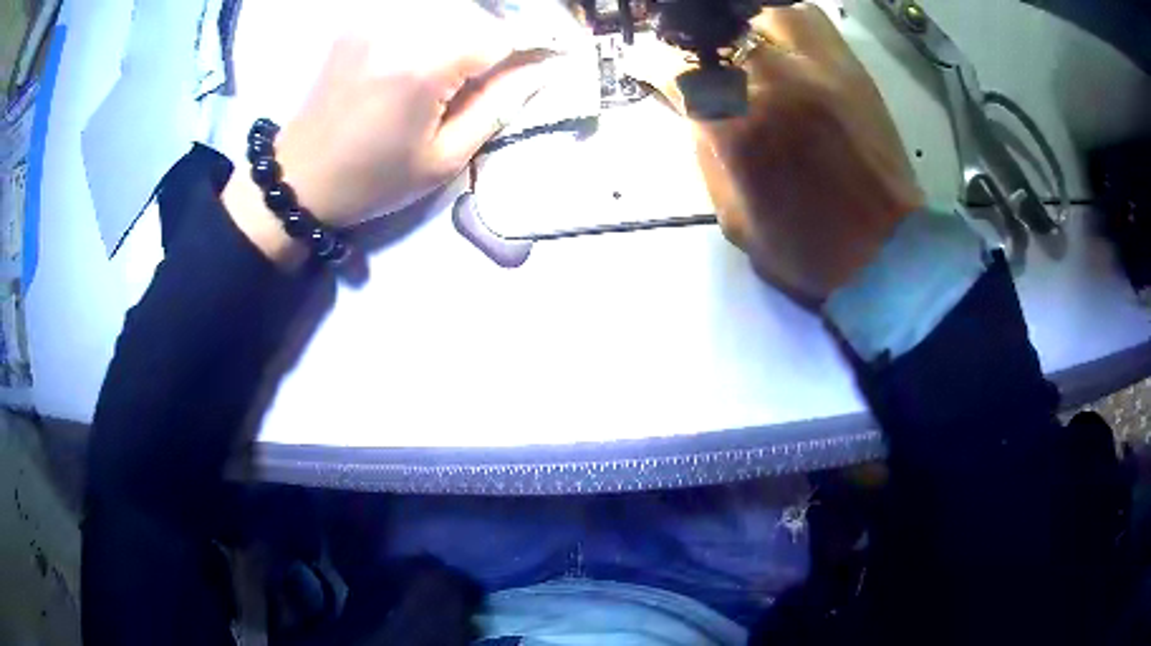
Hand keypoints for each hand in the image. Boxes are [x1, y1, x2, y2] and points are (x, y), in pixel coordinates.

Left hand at [225, 1, 545, 262]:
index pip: (502, 36)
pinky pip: (415, 11)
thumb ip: (498, 106)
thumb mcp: (444, 159)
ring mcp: (376, 18)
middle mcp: (401, 27)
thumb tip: (539, 71)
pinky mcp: (360, 20)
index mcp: (424, 65)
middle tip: (499, 70)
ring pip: (449, 8)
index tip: (542, 64)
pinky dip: (436, 24)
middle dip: (498, 38)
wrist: (299, 178)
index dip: (530, 49)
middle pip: (478, 14)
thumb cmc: (373, 179)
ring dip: (467, 29)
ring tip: (462, 66)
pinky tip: (430, 51)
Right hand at [632, 3, 923, 303]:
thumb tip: (691, 105)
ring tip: (740, 49)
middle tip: (696, 62)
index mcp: (737, 126)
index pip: (672, 64)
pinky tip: (779, 45)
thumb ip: (705, 150)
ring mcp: (816, 65)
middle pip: (711, 27)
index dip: (653, 64)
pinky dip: (782, 21)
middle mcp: (773, 80)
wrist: (886, 254)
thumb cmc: (806, 250)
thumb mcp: (732, 215)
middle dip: (693, 43)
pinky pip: (805, 17)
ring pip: (758, 11)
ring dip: (740, 27)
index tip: (650, 69)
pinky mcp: (849, 66)